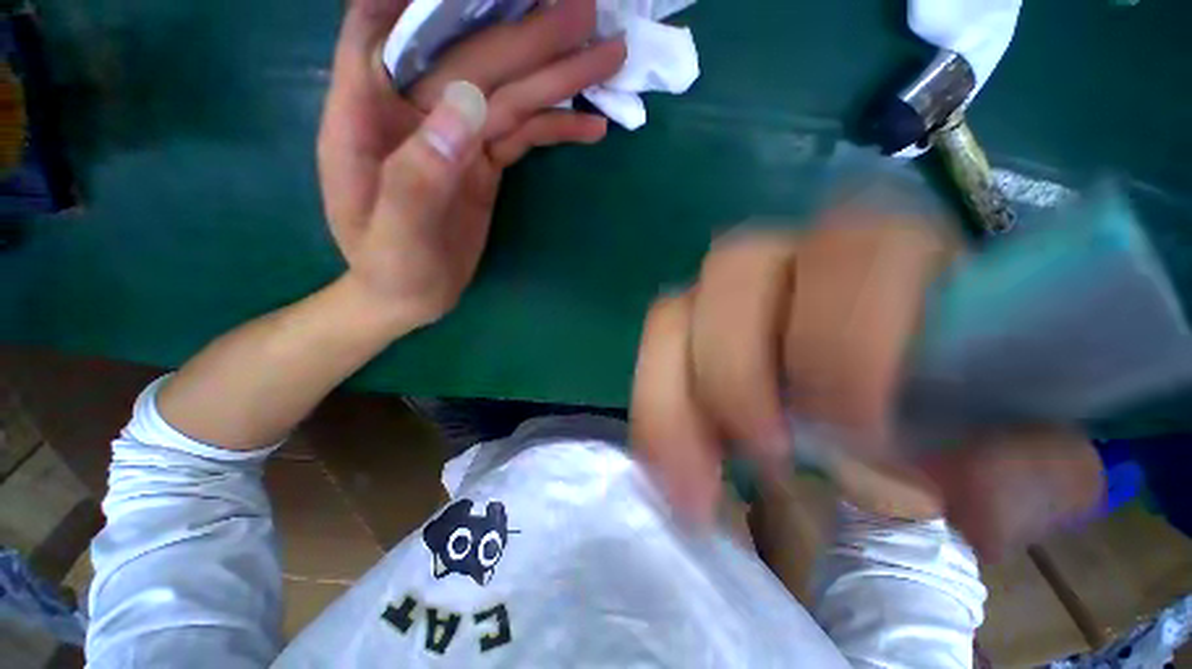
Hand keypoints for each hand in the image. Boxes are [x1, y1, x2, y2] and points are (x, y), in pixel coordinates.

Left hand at [318, 0, 625, 324]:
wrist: (408, 297)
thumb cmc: (389, 270)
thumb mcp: (397, 236)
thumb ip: (419, 176)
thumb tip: (469, 105)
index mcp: (367, 117)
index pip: (379, 26)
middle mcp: (413, 112)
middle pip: (472, 59)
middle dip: (529, 37)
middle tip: (588, 13)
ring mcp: (456, 137)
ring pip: (509, 95)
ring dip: (557, 78)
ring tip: (607, 58)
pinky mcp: (483, 162)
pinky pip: (523, 134)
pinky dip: (557, 127)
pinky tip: (591, 124)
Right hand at [630, 210, 1103, 558]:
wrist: (884, 399)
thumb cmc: (957, 413)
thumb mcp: (1011, 455)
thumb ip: (1025, 472)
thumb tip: (967, 492)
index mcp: (888, 260)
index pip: (854, 254)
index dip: (838, 341)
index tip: (848, 440)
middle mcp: (788, 261)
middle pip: (733, 268)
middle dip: (739, 368)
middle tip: (762, 457)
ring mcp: (723, 295)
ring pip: (672, 311)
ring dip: (675, 396)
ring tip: (697, 478)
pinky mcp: (687, 329)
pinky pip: (653, 349)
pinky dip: (654, 406)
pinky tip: (671, 460)